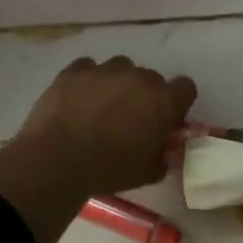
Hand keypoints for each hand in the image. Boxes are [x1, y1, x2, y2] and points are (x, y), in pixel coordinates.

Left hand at [0, 56, 196, 242]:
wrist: (56, 160)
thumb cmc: (108, 170)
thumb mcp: (145, 174)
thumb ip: (161, 159)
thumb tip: (163, 154)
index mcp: (163, 101)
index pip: (186, 88)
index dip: (177, 103)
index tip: (165, 119)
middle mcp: (139, 77)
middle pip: (151, 78)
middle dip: (145, 95)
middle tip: (130, 119)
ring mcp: (105, 69)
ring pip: (120, 68)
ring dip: (117, 83)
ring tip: (100, 106)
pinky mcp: (76, 69)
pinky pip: (89, 68)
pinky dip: (87, 80)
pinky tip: (77, 99)